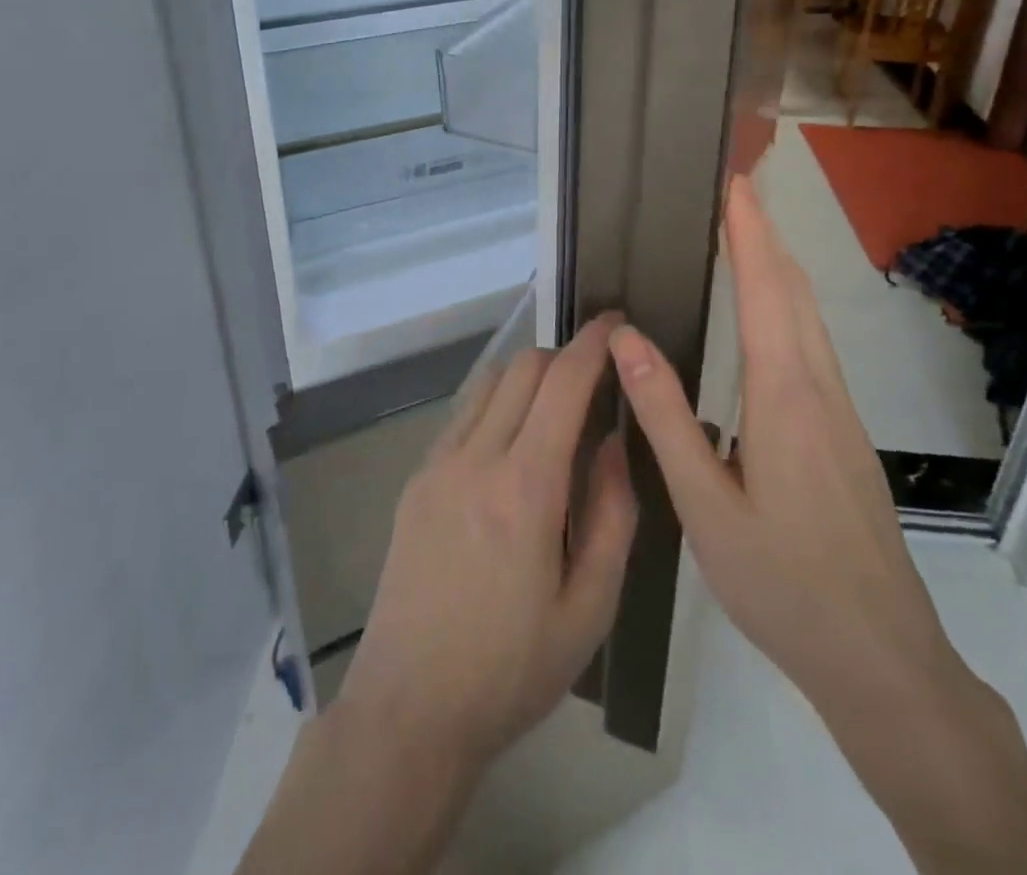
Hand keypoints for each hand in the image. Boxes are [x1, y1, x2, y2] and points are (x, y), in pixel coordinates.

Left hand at [335, 314, 638, 774]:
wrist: (411, 706)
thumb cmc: (512, 669)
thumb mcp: (590, 609)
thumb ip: (612, 515)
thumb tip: (611, 441)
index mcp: (525, 488)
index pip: (563, 383)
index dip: (593, 343)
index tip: (616, 321)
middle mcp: (475, 458)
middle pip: (522, 368)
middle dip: (564, 357)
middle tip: (595, 380)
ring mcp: (437, 464)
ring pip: (488, 383)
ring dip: (527, 378)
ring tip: (555, 409)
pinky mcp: (416, 479)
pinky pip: (463, 416)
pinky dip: (496, 405)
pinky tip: (511, 446)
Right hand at [608, 178, 964, 721]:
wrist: (883, 658)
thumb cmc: (784, 583)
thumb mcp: (704, 506)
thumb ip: (665, 417)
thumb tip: (627, 338)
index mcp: (785, 397)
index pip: (767, 291)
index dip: (750, 233)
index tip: (735, 183)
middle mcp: (820, 390)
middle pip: (796, 292)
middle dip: (767, 235)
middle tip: (735, 193)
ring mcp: (842, 413)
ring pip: (811, 318)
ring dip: (780, 267)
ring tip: (745, 236)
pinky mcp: (845, 434)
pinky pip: (814, 346)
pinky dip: (788, 305)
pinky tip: (767, 318)